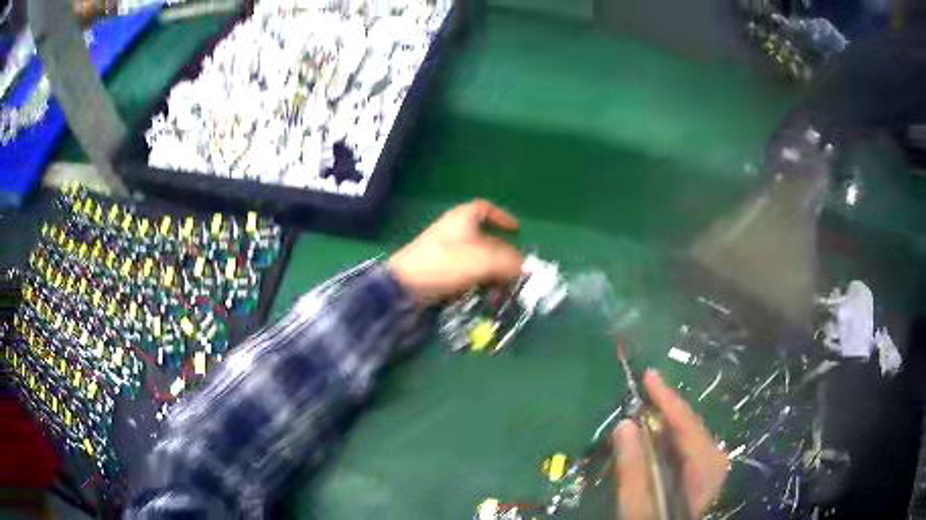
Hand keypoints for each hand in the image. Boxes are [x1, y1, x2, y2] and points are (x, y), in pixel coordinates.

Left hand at [388, 200, 522, 303]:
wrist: (405, 285)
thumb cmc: (446, 263)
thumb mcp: (484, 260)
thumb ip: (509, 261)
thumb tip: (524, 267)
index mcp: (463, 218)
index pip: (485, 209)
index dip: (503, 217)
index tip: (517, 231)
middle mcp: (455, 231)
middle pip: (486, 240)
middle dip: (503, 258)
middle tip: (515, 274)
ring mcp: (446, 251)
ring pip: (478, 260)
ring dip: (493, 275)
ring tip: (501, 292)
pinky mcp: (440, 270)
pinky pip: (466, 273)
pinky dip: (478, 282)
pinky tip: (485, 297)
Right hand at [613, 371, 728, 519]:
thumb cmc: (654, 518)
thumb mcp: (639, 502)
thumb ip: (633, 466)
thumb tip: (624, 424)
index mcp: (706, 463)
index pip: (686, 422)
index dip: (666, 397)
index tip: (649, 374)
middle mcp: (714, 457)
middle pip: (688, 424)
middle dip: (664, 406)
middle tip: (642, 389)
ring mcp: (710, 463)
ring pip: (686, 432)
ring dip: (664, 420)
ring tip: (644, 403)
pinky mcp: (702, 470)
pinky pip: (684, 443)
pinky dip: (667, 434)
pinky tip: (652, 432)